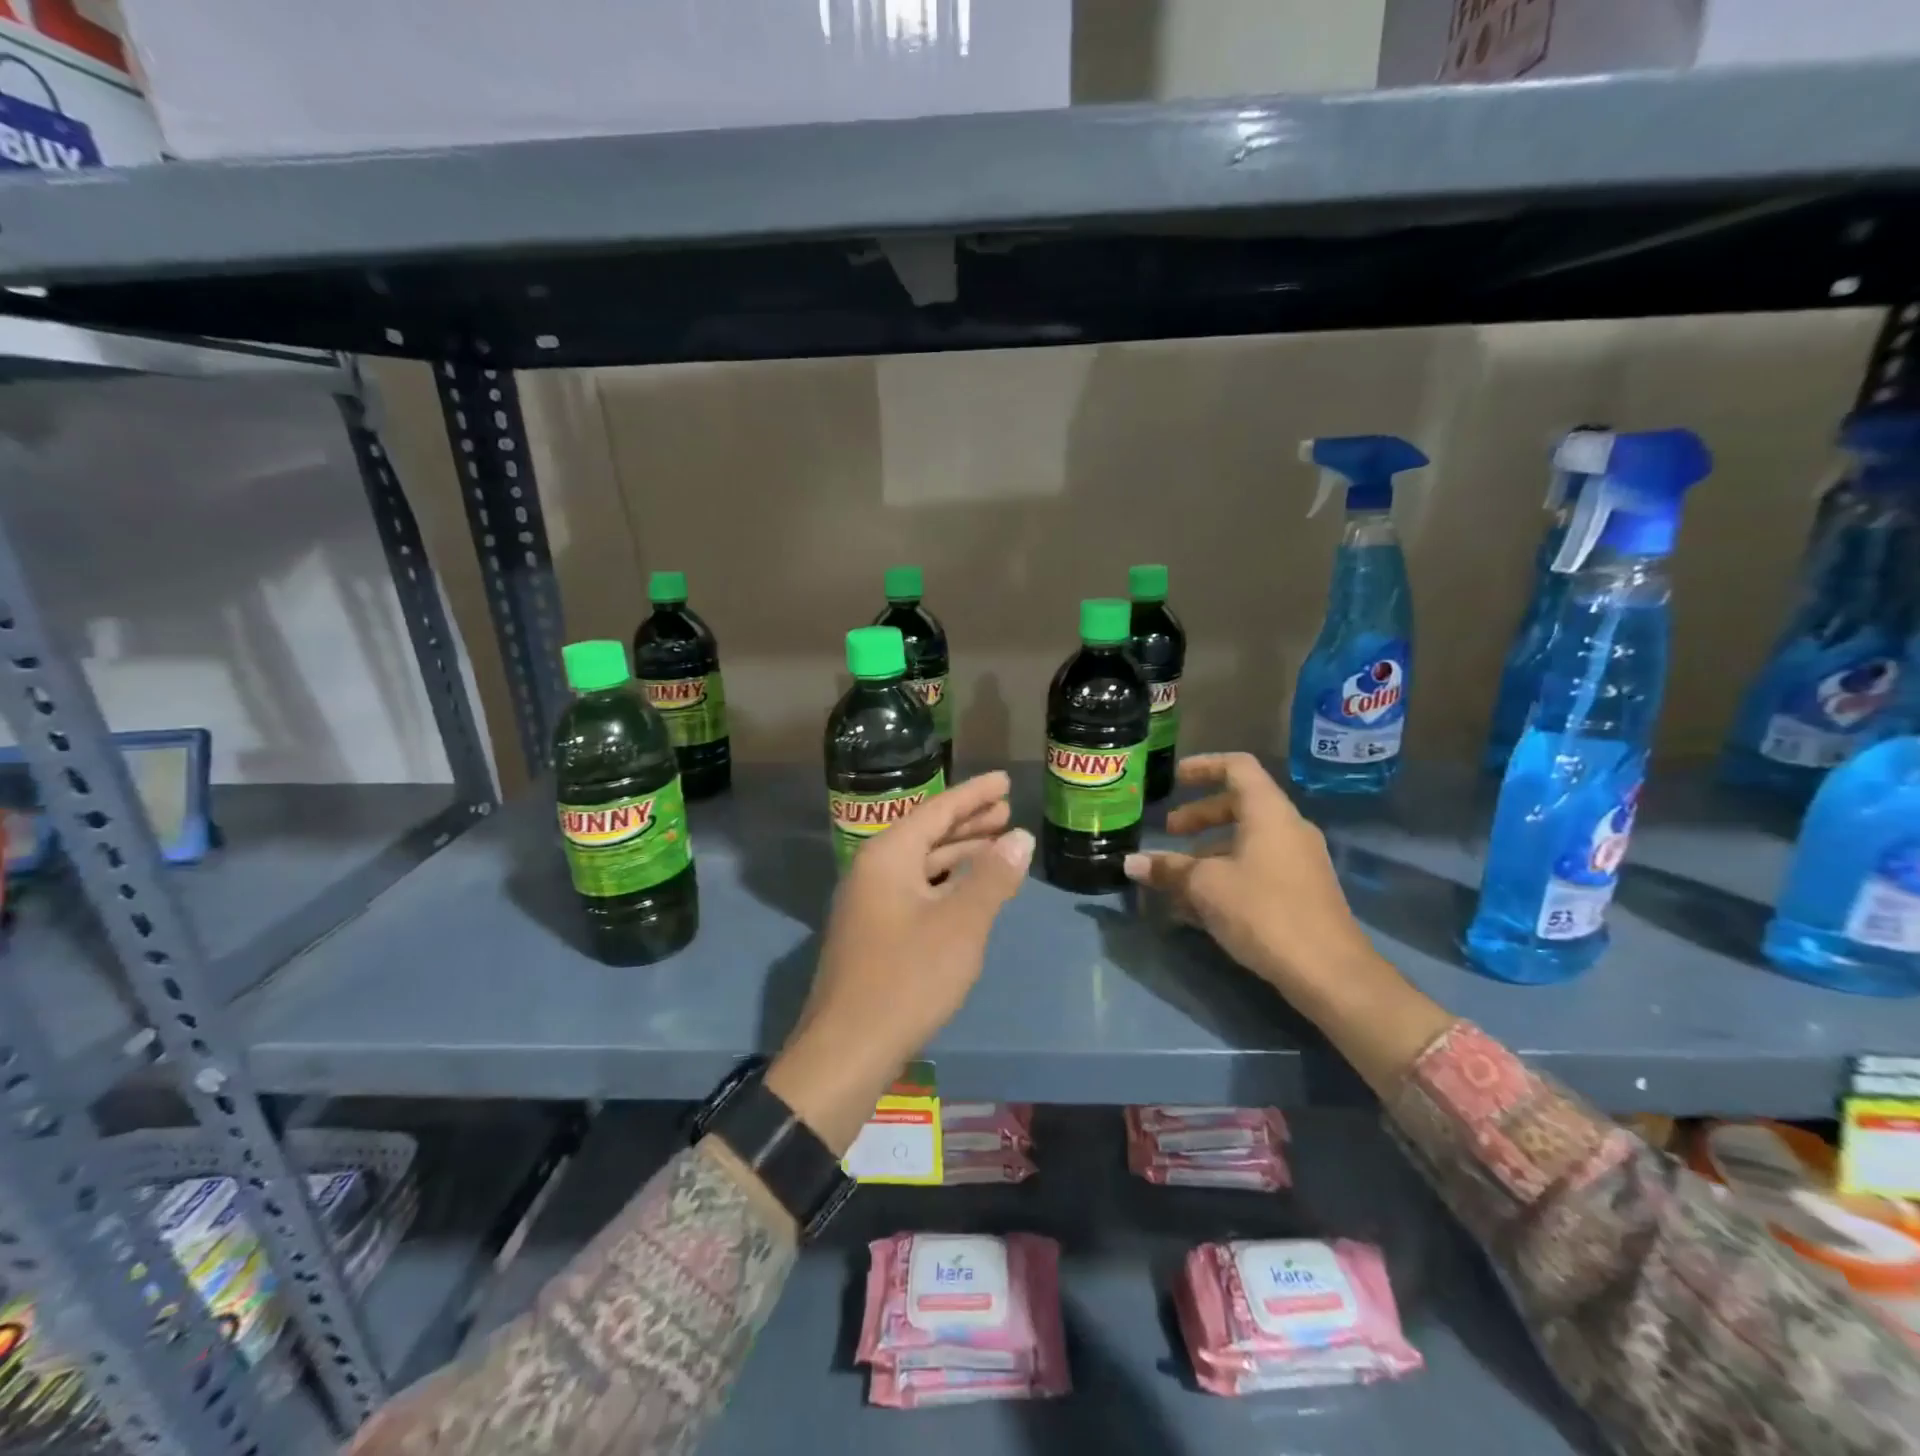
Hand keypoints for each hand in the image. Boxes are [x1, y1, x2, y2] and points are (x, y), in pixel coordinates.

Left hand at [766, 771, 1032, 1154]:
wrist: (847, 1050)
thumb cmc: (907, 978)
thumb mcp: (961, 924)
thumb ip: (992, 877)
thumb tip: (1020, 837)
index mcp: (887, 857)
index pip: (937, 810)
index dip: (974, 794)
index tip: (1005, 781)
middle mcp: (873, 871)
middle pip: (927, 833)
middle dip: (968, 821)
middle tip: (1007, 809)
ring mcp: (869, 903)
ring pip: (921, 864)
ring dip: (959, 853)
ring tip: (998, 844)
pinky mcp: (873, 933)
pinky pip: (916, 890)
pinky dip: (946, 883)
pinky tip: (970, 891)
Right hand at [1123, 753, 1450, 1094]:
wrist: (1328, 971)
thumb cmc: (1263, 910)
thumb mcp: (1205, 886)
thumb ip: (1168, 869)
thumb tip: (1131, 862)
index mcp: (1268, 812)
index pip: (1237, 767)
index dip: (1203, 766)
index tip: (1174, 780)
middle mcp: (1288, 828)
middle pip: (1240, 805)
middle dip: (1200, 816)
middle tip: (1170, 833)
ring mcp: (1300, 860)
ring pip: (1248, 840)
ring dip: (1210, 851)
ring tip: (1179, 876)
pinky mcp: (1302, 891)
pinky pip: (1258, 867)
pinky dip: (1228, 873)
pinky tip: (1202, 905)